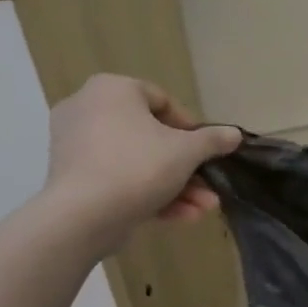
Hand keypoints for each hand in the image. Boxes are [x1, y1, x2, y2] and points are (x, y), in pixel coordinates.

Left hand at [44, 75, 240, 245]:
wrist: (82, 216)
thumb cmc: (138, 166)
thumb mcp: (188, 151)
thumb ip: (213, 140)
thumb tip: (235, 134)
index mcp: (112, 90)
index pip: (162, 101)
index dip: (192, 128)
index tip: (208, 151)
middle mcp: (88, 109)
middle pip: (152, 137)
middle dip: (187, 168)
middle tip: (209, 187)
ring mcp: (76, 145)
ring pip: (138, 163)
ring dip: (175, 186)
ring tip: (202, 209)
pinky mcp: (72, 178)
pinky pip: (118, 179)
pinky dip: (148, 194)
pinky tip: (180, 217)